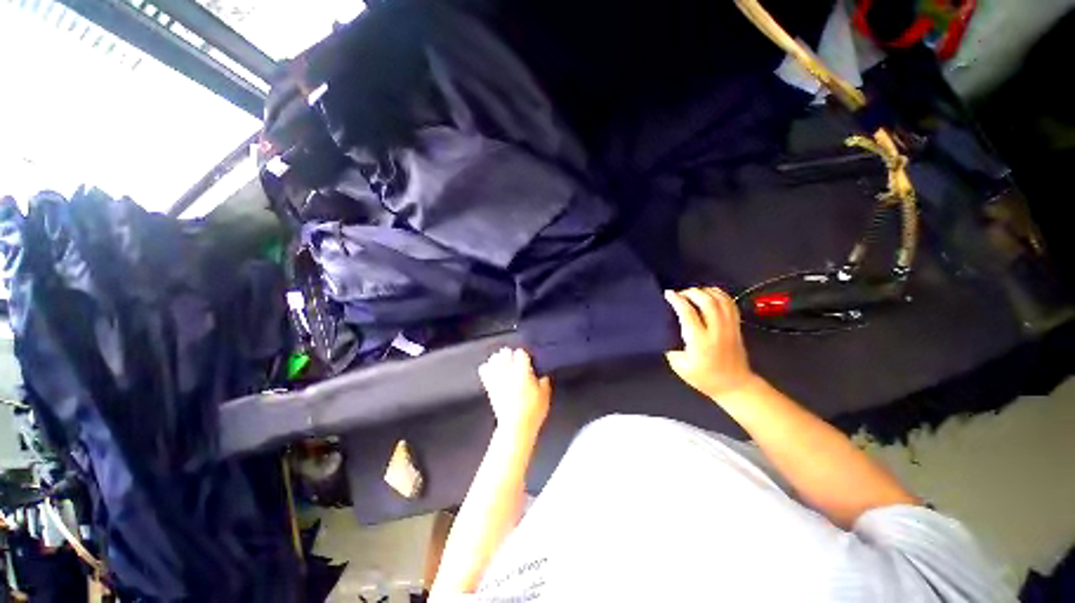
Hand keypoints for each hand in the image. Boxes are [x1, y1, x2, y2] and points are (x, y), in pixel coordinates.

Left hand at [478, 348, 550, 434]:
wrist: (516, 427)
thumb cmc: (533, 411)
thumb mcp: (545, 395)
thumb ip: (544, 382)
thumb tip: (543, 377)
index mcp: (523, 370)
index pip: (521, 353)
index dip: (524, 355)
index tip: (527, 359)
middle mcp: (509, 371)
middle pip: (505, 353)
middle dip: (509, 354)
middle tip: (514, 358)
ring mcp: (498, 378)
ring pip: (494, 360)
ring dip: (498, 359)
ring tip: (502, 361)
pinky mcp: (490, 387)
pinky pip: (484, 372)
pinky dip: (487, 369)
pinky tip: (490, 369)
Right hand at [664, 287, 757, 399]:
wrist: (734, 385)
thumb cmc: (704, 378)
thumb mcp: (679, 365)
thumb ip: (671, 345)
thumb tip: (666, 328)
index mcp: (700, 342)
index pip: (688, 313)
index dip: (677, 300)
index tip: (668, 294)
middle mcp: (716, 331)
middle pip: (706, 301)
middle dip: (691, 292)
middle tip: (680, 294)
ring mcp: (730, 327)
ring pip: (721, 300)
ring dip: (705, 291)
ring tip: (693, 293)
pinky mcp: (737, 326)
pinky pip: (730, 304)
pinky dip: (719, 294)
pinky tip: (710, 294)